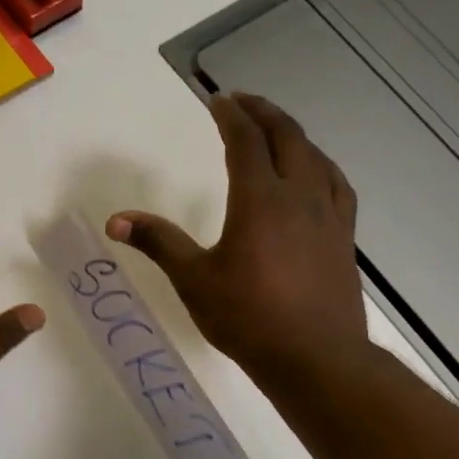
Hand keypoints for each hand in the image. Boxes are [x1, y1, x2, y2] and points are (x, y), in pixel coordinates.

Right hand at [106, 93, 367, 384]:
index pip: (246, 141)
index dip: (230, 116)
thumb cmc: (248, 317)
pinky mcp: (344, 236)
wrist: (316, 357)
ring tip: (275, 130)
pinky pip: (335, 183)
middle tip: (242, 101)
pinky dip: (320, 164)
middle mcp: (299, 195)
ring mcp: (328, 215)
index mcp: (260, 199)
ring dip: (293, 134)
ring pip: (315, 156)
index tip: (217, 100)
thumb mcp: (193, 279)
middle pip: (287, 136)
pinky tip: (315, 174)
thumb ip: (158, 242)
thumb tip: (115, 220)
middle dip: (263, 113)